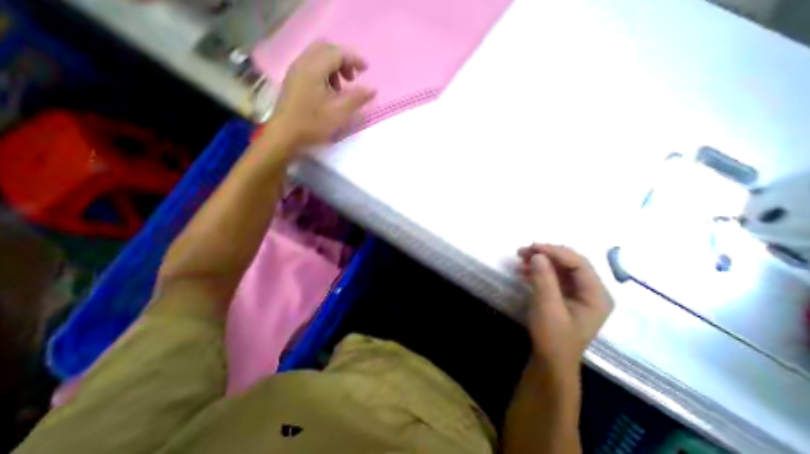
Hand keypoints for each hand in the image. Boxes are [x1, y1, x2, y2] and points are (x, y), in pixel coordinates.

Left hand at [268, 42, 375, 151]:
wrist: (285, 135)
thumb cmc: (313, 124)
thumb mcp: (339, 113)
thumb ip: (357, 98)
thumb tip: (372, 89)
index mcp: (313, 69)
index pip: (336, 53)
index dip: (354, 59)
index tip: (367, 70)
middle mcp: (302, 64)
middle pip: (326, 50)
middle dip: (343, 60)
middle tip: (354, 78)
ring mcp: (295, 72)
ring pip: (318, 58)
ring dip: (334, 67)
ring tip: (342, 87)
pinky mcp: (293, 81)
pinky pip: (311, 67)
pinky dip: (324, 73)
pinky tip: (329, 92)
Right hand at [519, 243, 614, 376]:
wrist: (550, 361)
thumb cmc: (553, 337)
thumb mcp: (548, 307)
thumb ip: (544, 279)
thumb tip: (537, 255)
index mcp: (596, 295)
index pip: (579, 263)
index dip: (556, 252)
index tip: (533, 247)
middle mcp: (591, 291)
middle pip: (570, 263)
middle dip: (546, 254)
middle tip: (524, 250)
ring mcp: (577, 293)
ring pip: (560, 268)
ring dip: (540, 261)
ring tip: (520, 257)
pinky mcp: (564, 296)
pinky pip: (553, 277)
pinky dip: (538, 271)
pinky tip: (523, 270)